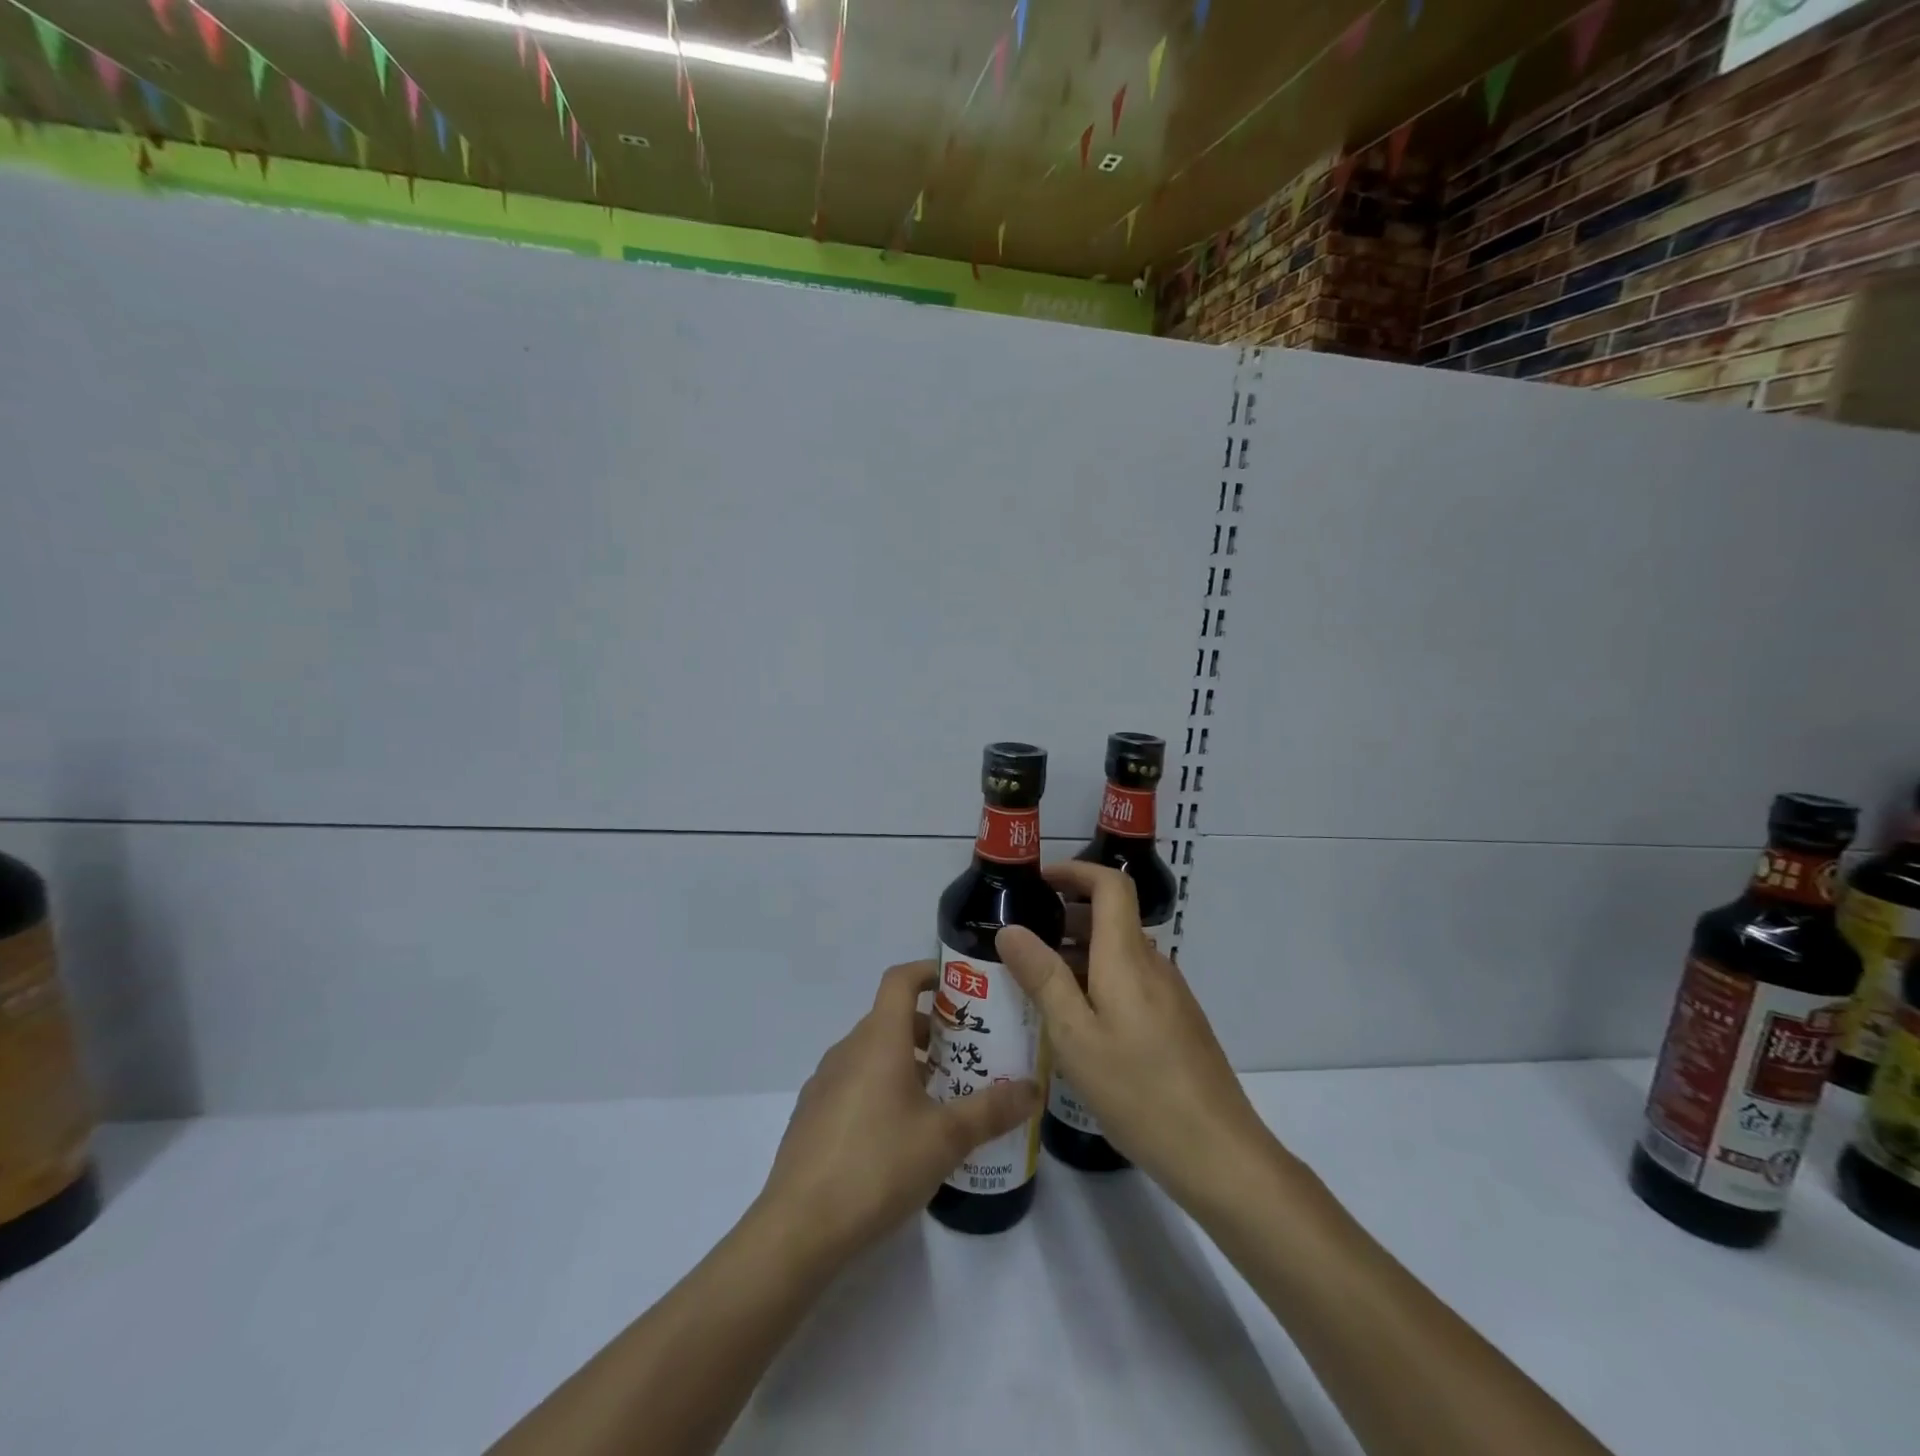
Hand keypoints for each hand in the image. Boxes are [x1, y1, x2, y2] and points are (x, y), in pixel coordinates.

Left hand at [757, 961, 1038, 1262]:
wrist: (798, 1228)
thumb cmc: (877, 1166)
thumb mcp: (945, 1138)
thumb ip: (992, 1110)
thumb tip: (1034, 1089)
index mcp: (879, 1039)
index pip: (900, 979)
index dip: (928, 972)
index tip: (960, 987)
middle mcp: (848, 1049)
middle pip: (890, 1018)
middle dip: (930, 1028)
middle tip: (966, 1053)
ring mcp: (824, 1082)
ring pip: (872, 1053)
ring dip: (906, 1060)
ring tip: (940, 1096)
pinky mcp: (812, 1115)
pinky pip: (854, 1082)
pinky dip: (881, 1087)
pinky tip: (900, 1133)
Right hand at [997, 861, 1274, 1208]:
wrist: (1218, 1152)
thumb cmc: (1138, 1090)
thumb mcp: (1075, 1036)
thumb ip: (1043, 978)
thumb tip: (1011, 929)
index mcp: (1128, 957)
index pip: (1111, 885)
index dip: (1076, 871)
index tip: (1039, 881)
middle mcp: (1153, 964)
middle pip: (1112, 917)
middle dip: (1066, 916)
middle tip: (1022, 940)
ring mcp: (1169, 994)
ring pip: (1119, 953)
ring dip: (1079, 953)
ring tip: (1038, 983)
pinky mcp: (1176, 1021)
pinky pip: (1131, 980)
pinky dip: (1098, 980)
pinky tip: (1077, 1022)